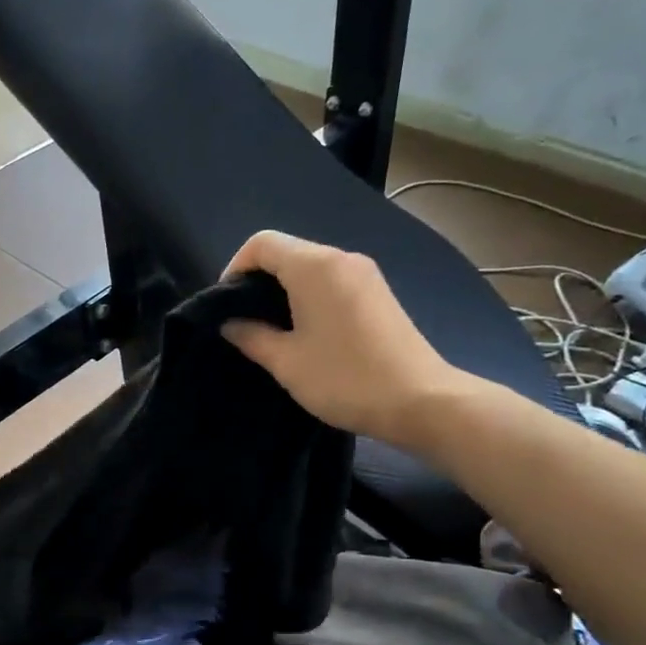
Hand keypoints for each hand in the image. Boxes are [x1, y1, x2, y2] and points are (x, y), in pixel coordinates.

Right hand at [221, 230, 479, 449]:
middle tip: (243, 322)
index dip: (235, 268)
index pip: (262, 244)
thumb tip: (230, 323)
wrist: (420, 401)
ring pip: (310, 268)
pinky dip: (308, 297)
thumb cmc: (344, 378)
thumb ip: (251, 336)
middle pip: (287, 252)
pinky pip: (331, 282)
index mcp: (315, 267)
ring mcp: (365, 275)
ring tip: (270, 331)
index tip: (226, 305)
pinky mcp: (378, 294)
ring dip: (283, 291)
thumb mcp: (285, 361)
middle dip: (258, 281)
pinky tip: (304, 333)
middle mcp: (342, 259)